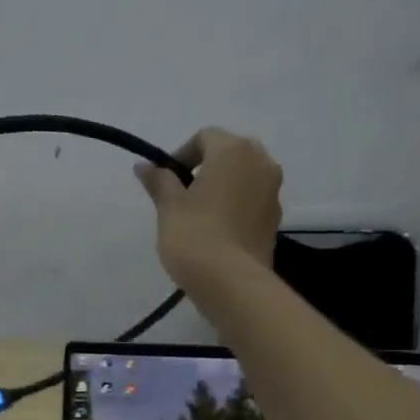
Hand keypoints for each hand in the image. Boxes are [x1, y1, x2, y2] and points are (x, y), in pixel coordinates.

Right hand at [135, 127, 282, 288]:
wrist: (230, 282)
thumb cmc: (194, 235)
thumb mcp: (168, 207)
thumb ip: (159, 181)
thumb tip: (144, 166)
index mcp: (233, 150)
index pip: (205, 137)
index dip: (182, 154)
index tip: (165, 181)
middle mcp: (261, 163)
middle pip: (231, 153)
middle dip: (208, 167)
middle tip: (184, 194)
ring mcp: (273, 192)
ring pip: (245, 177)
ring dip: (224, 187)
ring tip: (200, 215)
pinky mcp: (275, 220)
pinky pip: (252, 202)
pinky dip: (236, 207)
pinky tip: (217, 232)